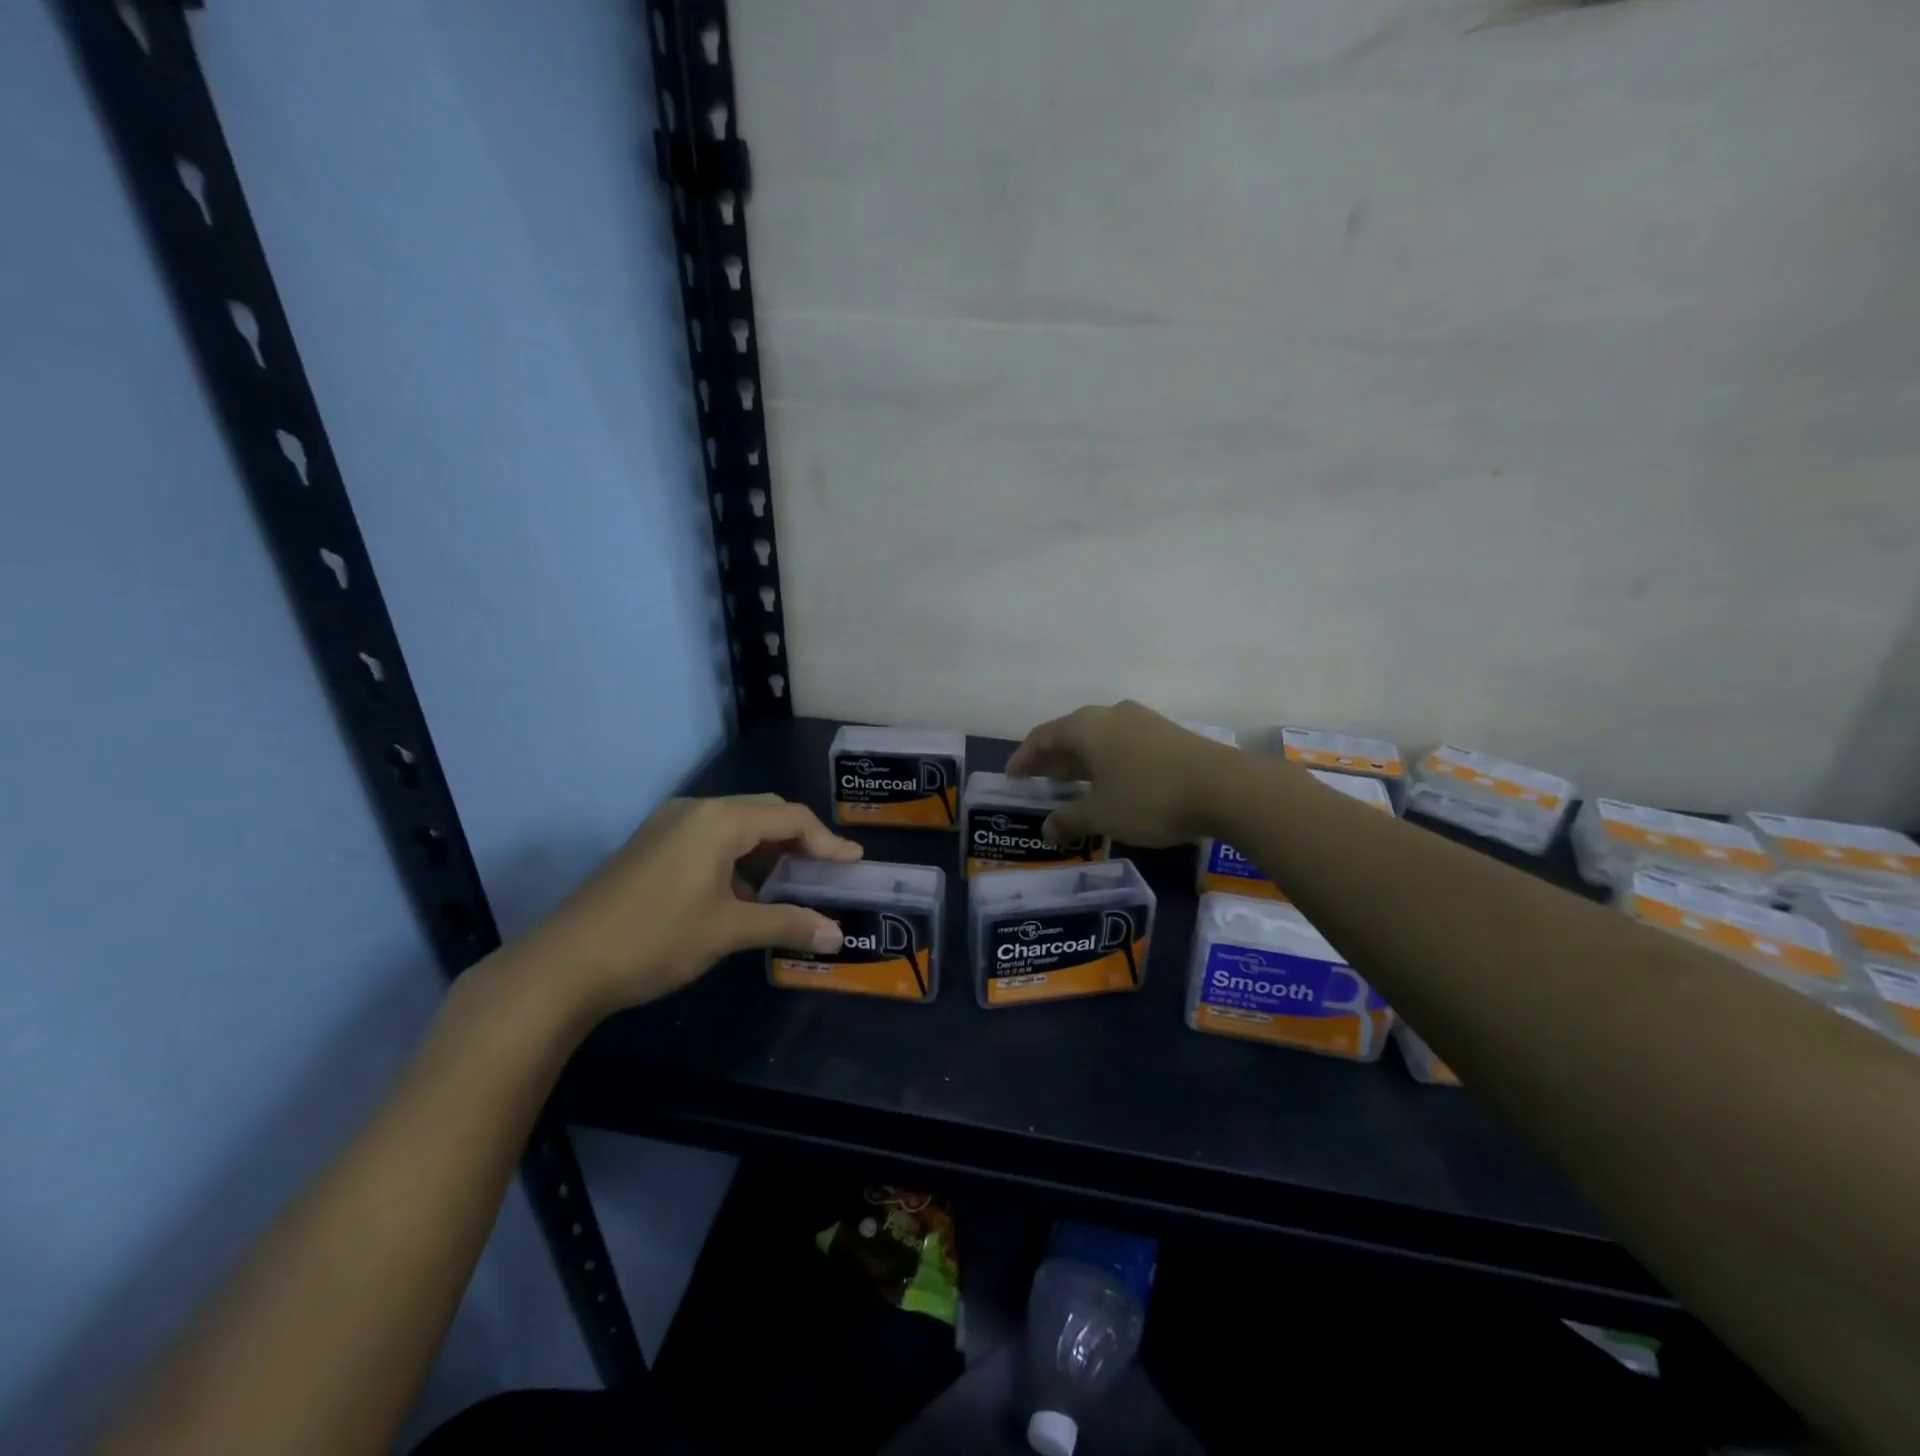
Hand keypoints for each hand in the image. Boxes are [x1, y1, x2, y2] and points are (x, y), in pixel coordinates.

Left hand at [525, 794, 861, 1017]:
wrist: (563, 965)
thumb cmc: (656, 938)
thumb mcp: (728, 930)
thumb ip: (787, 924)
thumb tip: (836, 934)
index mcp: (718, 820)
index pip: (789, 817)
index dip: (826, 840)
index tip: (852, 863)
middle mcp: (695, 810)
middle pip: (763, 814)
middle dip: (798, 841)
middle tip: (823, 872)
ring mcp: (668, 826)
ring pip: (735, 827)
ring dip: (766, 853)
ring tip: (787, 887)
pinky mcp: (651, 847)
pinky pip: (709, 841)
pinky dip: (736, 861)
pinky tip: (742, 896)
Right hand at [1006, 701, 1241, 847]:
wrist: (1225, 788)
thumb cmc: (1149, 798)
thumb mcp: (1101, 815)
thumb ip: (1068, 819)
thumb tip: (1045, 829)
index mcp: (1086, 726)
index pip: (1041, 736)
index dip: (1023, 758)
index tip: (1012, 778)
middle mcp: (1110, 715)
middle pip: (1070, 733)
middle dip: (1051, 758)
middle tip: (1039, 781)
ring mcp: (1141, 721)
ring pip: (1098, 738)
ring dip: (1080, 760)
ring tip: (1071, 784)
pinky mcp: (1166, 733)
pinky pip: (1121, 743)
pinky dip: (1105, 761)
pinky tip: (1111, 782)